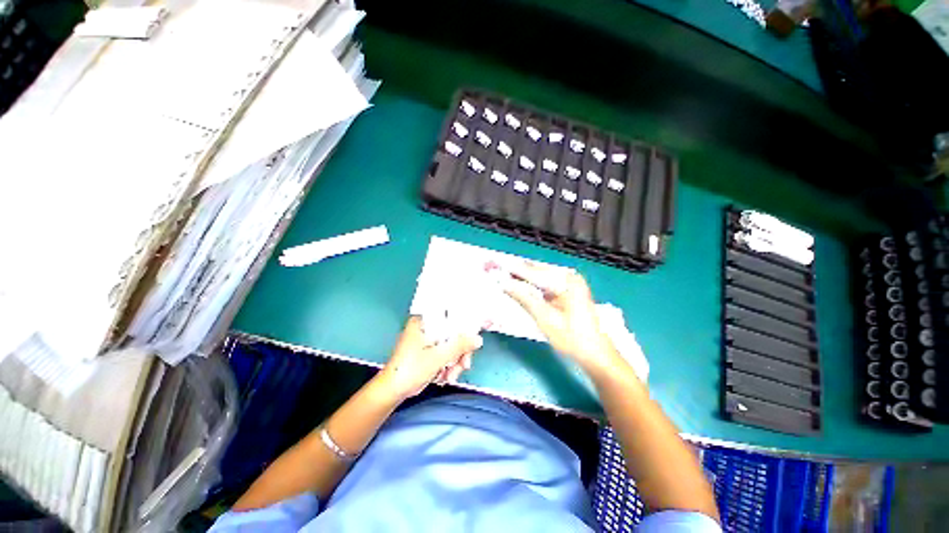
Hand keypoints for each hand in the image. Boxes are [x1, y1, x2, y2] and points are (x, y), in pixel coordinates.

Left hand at [378, 316, 482, 399]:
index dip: (465, 326)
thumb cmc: (410, 370)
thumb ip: (459, 346)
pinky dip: (449, 365)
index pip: (451, 316)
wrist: (392, 391)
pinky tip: (446, 376)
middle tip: (464, 364)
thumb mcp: (438, 357)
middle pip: (453, 333)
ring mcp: (428, 340)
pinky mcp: (429, 351)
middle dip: (460, 352)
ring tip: (451, 376)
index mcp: (425, 321)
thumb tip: (478, 338)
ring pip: (451, 345)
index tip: (475, 336)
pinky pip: (446, 354)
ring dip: (455, 362)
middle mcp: (427, 327)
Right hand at [503, 262, 617, 372]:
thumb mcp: (545, 318)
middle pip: (538, 272)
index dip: (514, 270)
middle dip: (517, 272)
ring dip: (522, 279)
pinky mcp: (567, 292)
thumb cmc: (572, 338)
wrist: (595, 354)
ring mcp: (569, 284)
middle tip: (496, 270)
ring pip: (540, 277)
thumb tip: (504, 284)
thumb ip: (524, 298)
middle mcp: (569, 277)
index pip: (535, 272)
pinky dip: (531, 286)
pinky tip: (518, 286)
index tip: (495, 266)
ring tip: (503, 276)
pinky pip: (545, 285)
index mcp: (567, 280)